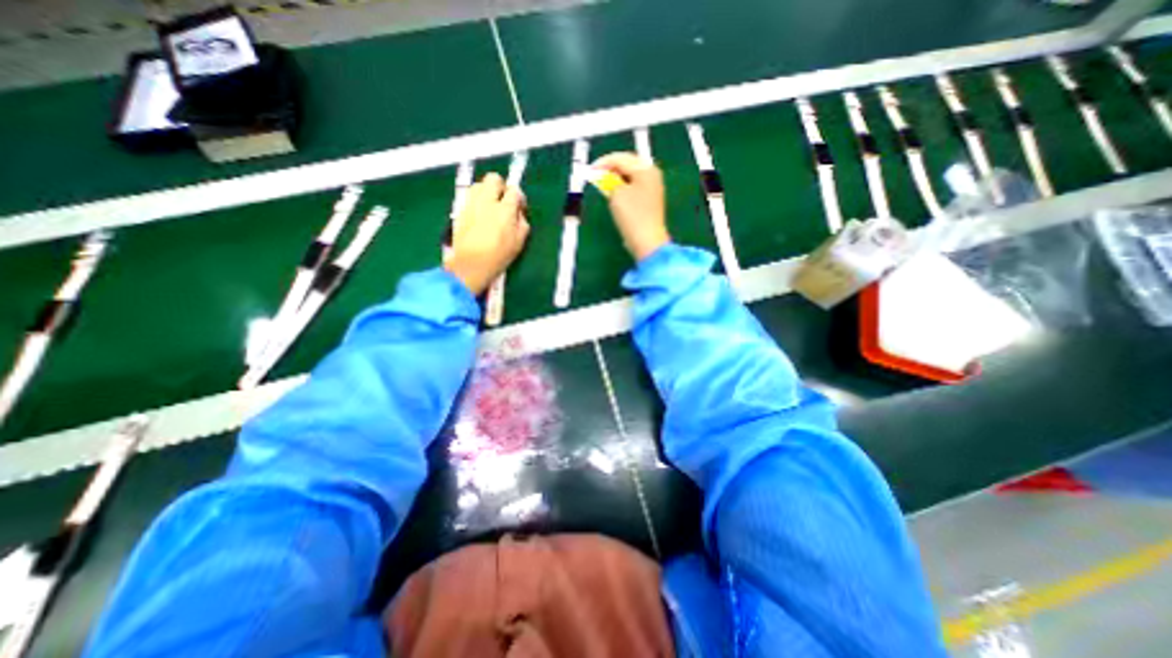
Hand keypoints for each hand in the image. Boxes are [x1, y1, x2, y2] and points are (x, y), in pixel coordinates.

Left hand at [446, 173, 531, 292]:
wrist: (471, 264)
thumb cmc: (499, 256)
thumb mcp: (519, 242)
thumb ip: (522, 222)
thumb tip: (518, 212)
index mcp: (505, 210)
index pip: (514, 190)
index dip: (519, 197)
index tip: (519, 206)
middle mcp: (487, 201)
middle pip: (494, 179)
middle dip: (501, 186)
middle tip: (504, 201)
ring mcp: (471, 204)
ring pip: (479, 185)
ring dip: (487, 191)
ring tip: (491, 206)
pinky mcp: (460, 210)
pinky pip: (470, 196)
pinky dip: (477, 200)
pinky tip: (480, 213)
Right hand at [596, 151, 668, 259]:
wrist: (647, 241)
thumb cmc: (632, 215)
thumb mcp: (616, 193)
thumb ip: (609, 180)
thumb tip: (604, 175)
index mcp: (646, 169)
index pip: (621, 158)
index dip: (603, 163)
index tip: (589, 170)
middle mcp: (652, 175)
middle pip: (628, 165)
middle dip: (610, 169)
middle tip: (595, 177)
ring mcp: (652, 188)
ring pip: (630, 177)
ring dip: (615, 179)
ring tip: (602, 186)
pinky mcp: (649, 201)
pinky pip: (633, 188)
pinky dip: (621, 188)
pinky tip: (613, 195)